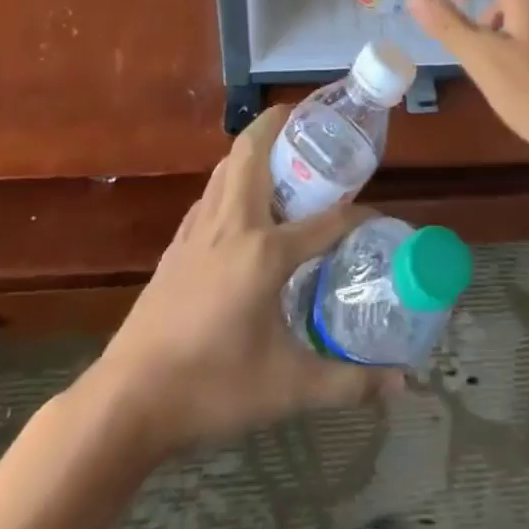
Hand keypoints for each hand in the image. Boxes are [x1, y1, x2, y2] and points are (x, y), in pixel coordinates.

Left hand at [71, 106, 402, 459]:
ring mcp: (199, 230)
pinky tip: (242, 208)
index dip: (359, 215)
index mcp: (265, 251)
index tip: (380, 217)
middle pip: (254, 151)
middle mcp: (232, 224)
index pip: (328, 220)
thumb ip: (347, 382)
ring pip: (227, 166)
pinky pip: (210, 193)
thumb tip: (402, 384)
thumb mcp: (287, 389)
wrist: (126, 403)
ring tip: (282, 157)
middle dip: (281, 124)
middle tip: (310, 124)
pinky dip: (232, 180)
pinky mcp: (177, 245)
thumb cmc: (212, 389)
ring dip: (254, 149)